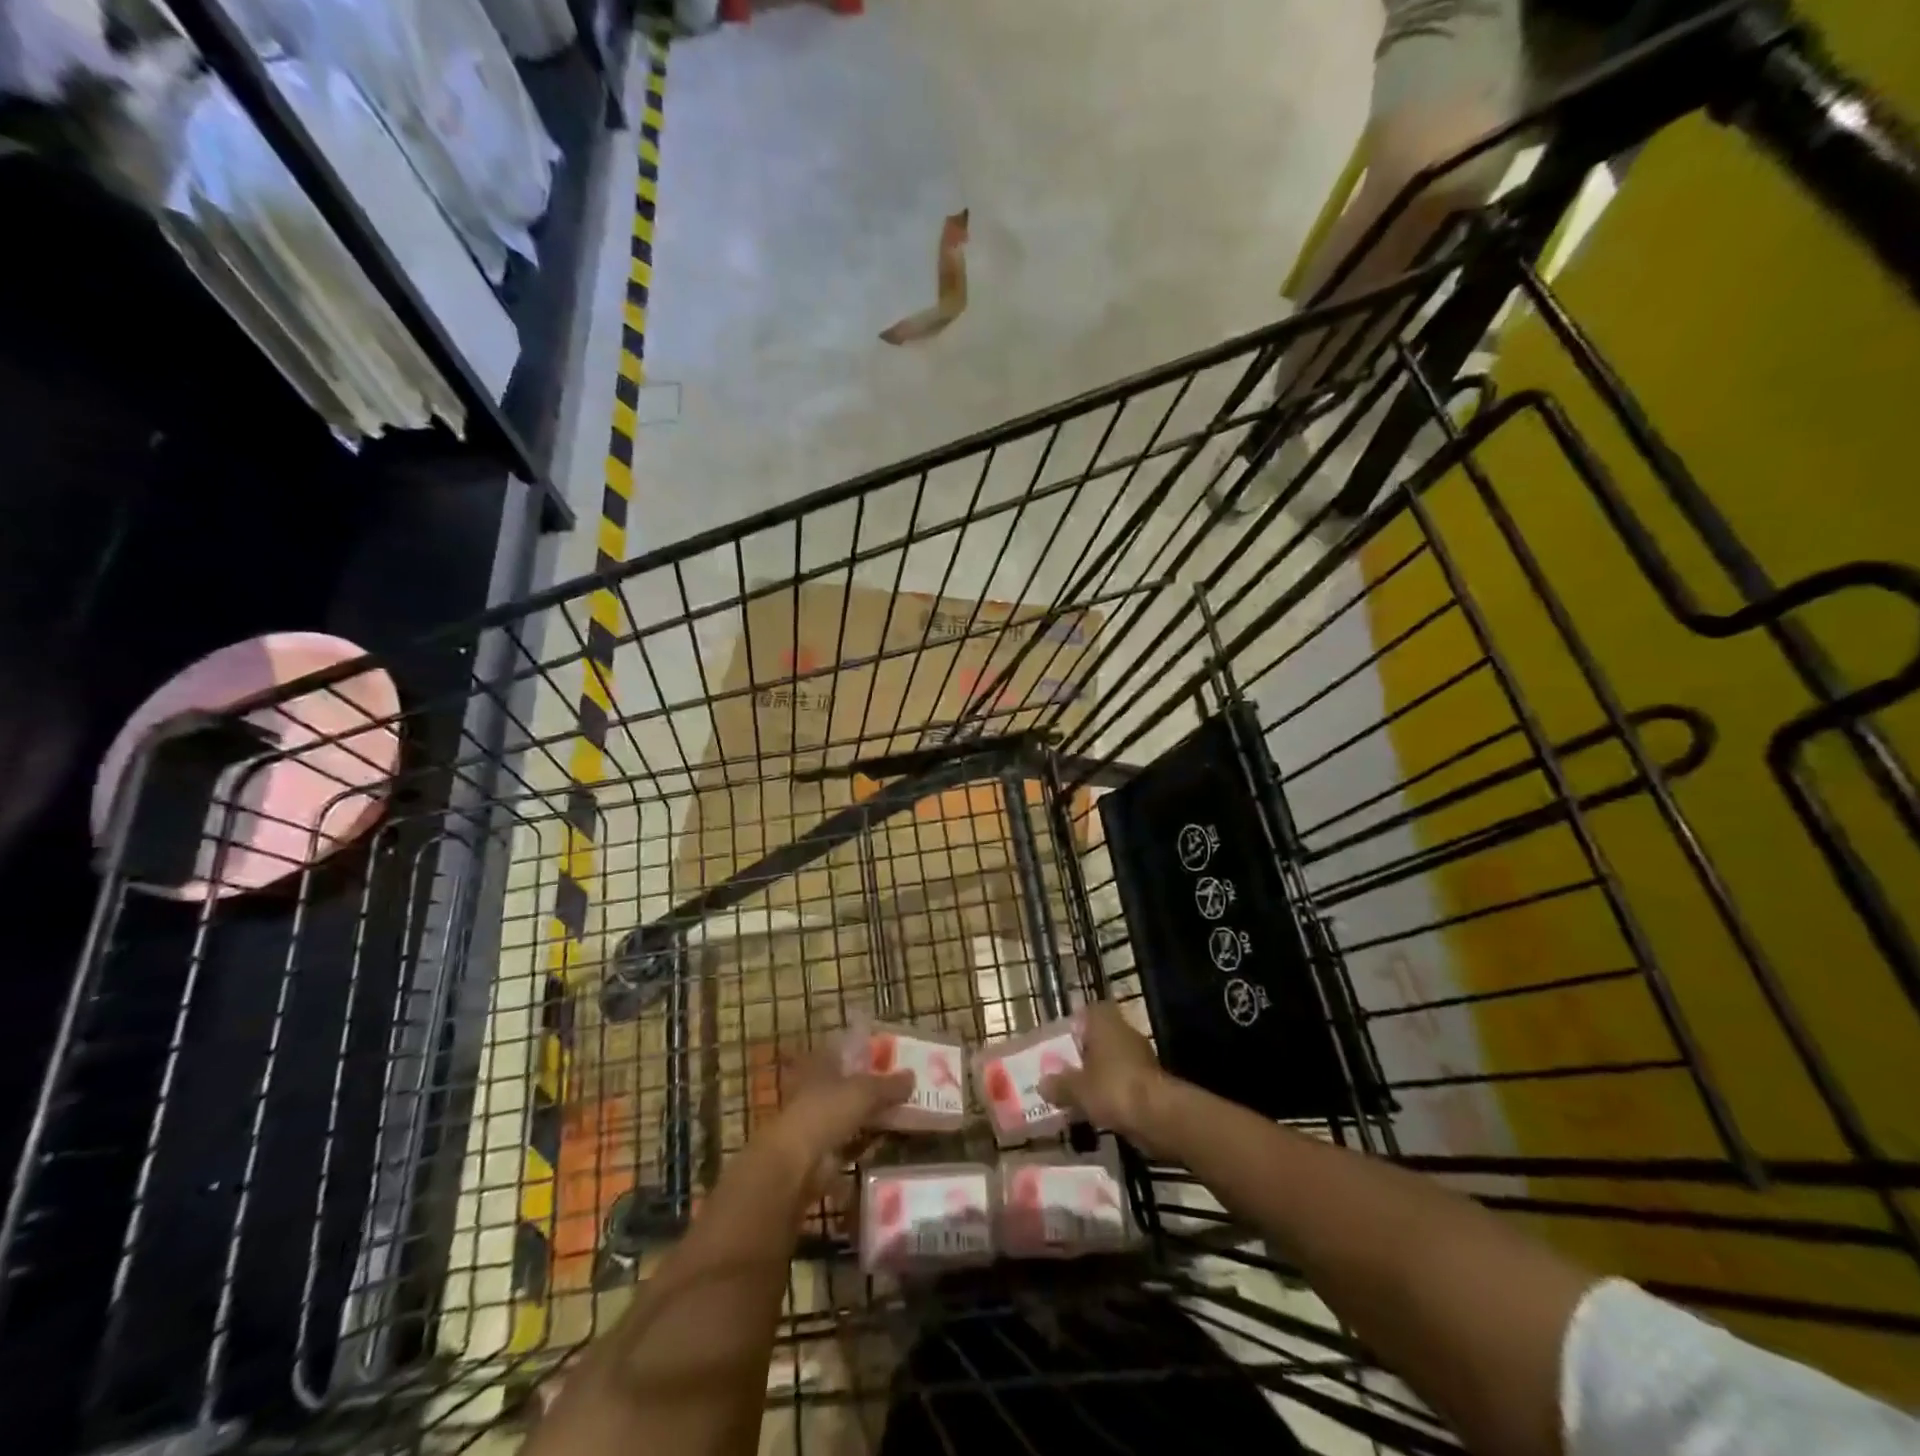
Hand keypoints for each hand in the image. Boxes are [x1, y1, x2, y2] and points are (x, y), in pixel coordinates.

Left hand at [760, 1047, 910, 1189]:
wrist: (796, 1164)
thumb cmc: (827, 1112)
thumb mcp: (865, 1091)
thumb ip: (889, 1084)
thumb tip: (912, 1076)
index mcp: (821, 1063)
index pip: (847, 1051)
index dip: (868, 1054)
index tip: (893, 1059)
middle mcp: (816, 1088)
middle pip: (850, 1084)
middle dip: (874, 1089)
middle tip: (904, 1091)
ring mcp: (817, 1120)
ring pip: (850, 1114)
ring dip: (870, 1118)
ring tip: (902, 1118)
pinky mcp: (821, 1152)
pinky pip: (849, 1143)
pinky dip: (865, 1144)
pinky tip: (886, 1145)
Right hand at [1037, 1002, 1173, 1154]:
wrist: (1159, 1116)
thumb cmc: (1112, 1089)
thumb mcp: (1076, 1089)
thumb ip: (1059, 1084)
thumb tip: (1042, 1083)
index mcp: (1104, 1023)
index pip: (1088, 1011)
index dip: (1074, 1025)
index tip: (1062, 1041)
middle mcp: (1124, 1031)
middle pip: (1101, 1036)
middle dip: (1085, 1052)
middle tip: (1066, 1068)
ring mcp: (1141, 1056)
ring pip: (1113, 1059)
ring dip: (1099, 1073)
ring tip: (1079, 1092)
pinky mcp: (1152, 1080)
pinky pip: (1125, 1080)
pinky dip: (1113, 1090)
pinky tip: (1099, 1108)